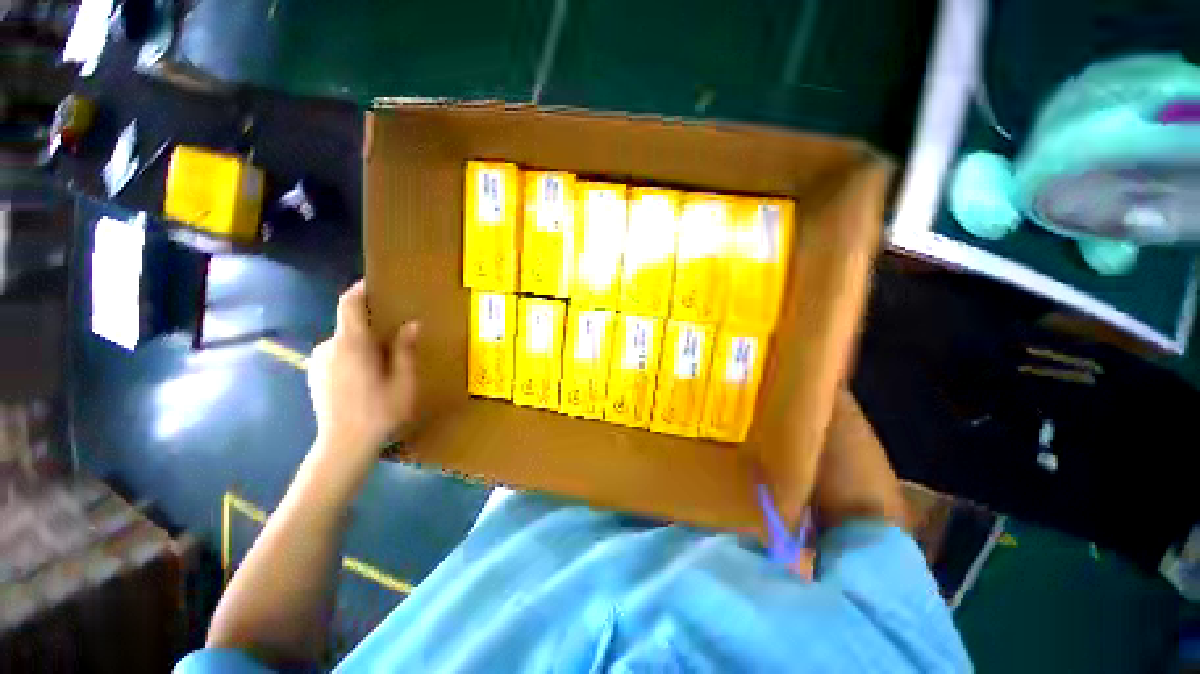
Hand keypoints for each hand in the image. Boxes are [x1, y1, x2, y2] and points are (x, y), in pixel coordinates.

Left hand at [307, 281, 420, 465]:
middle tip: (396, 336)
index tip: (374, 284)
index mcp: (351, 344)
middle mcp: (329, 347)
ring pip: (345, 342)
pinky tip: (367, 376)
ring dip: (364, 344)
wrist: (344, 445)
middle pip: (350, 325)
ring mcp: (318, 362)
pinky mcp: (314, 375)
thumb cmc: (380, 410)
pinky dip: (353, 356)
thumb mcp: (403, 380)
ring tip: (385, 361)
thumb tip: (411, 324)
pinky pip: (337, 355)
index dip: (359, 290)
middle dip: (372, 325)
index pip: (349, 305)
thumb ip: (405, 349)